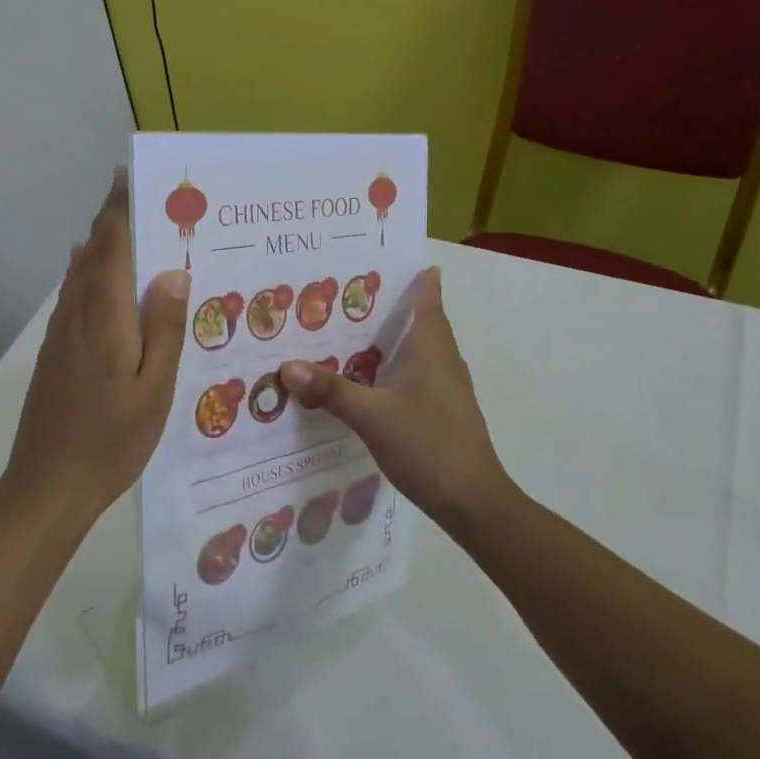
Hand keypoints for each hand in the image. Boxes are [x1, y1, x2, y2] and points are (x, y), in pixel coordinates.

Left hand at [5, 169, 190, 521]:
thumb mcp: (154, 389)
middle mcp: (77, 315)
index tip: (129, 178)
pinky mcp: (54, 352)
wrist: (47, 484)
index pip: (111, 248)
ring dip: (100, 244)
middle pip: (92, 254)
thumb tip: (173, 271)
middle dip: (111, 220)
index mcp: (105, 318)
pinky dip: (87, 272)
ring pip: (79, 273)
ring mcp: (60, 334)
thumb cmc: (112, 439)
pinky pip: (73, 296)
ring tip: (127, 226)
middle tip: (142, 197)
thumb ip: (164, 328)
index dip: (119, 210)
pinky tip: (97, 275)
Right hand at [280, 267, 514, 534]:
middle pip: (420, 320)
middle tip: (347, 292)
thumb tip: (287, 366)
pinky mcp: (442, 409)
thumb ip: (331, 391)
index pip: (428, 298)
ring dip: (390, 337)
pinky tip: (366, 380)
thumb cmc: (427, 445)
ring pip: (416, 349)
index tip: (389, 257)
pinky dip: (393, 366)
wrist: (472, 501)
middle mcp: (443, 359)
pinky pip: (415, 373)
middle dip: (389, 304)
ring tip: (348, 331)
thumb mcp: (371, 417)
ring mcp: (446, 386)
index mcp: (431, 348)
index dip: (416, 276)